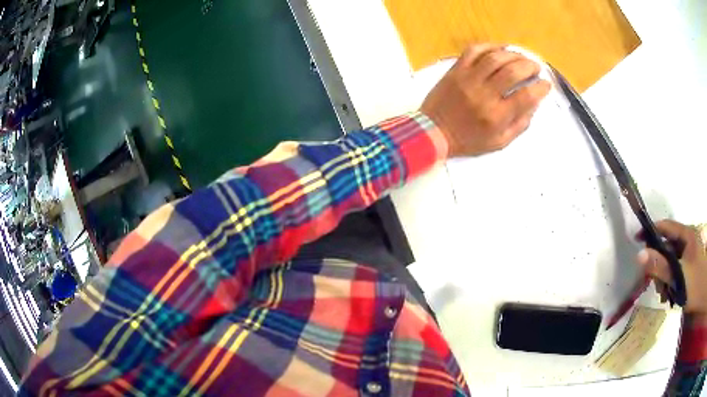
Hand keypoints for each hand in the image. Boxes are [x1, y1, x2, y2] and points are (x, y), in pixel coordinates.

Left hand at [420, 43, 550, 157]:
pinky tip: (500, 49)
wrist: (432, 132)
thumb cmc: (468, 140)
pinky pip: (474, 50)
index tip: (545, 84)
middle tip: (535, 67)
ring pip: (495, 57)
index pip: (526, 96)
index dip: (540, 88)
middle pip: (513, 71)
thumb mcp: (499, 142)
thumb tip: (534, 104)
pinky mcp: (456, 70)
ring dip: (513, 54)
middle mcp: (484, 95)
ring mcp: (468, 79)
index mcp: (496, 117)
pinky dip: (490, 46)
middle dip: (530, 66)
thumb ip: (519, 125)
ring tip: (521, 57)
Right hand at [636, 220, 706, 319]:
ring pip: (671, 258)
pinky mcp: (689, 264)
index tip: (637, 240)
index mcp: (687, 235)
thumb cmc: (695, 285)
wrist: (702, 296)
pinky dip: (670, 279)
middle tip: (655, 283)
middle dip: (658, 262)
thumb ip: (661, 267)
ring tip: (663, 292)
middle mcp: (687, 240)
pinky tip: (669, 292)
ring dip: (664, 275)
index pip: (666, 226)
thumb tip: (639, 255)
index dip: (651, 231)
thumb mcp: (678, 277)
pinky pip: (675, 267)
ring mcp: (689, 252)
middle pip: (667, 245)